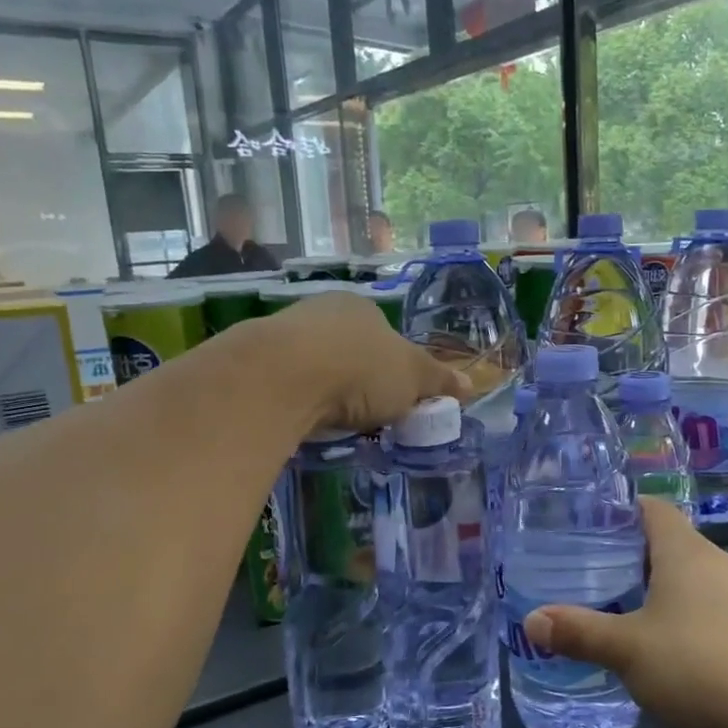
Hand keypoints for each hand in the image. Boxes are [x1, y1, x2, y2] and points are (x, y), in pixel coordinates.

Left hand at [254, 289, 467, 433]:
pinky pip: (289, 381)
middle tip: (368, 413)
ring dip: (327, 389)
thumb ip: (439, 381)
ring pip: (317, 363)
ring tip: (335, 420)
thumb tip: (470, 385)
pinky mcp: (257, 358)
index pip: (386, 335)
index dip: (395, 368)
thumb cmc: (361, 369)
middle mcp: (324, 309)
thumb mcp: (413, 379)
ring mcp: (286, 331)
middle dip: (359, 379)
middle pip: (350, 348)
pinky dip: (300, 398)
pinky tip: (304, 417)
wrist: (284, 376)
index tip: (396, 397)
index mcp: (363, 307)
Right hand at [522, 499, 727, 727]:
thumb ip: (580, 633)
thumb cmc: (701, 664)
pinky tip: (679, 654)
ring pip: (695, 579)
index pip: (652, 508)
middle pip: (672, 545)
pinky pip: (717, 609)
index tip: (591, 527)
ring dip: (664, 592)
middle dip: (635, 559)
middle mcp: (719, 562)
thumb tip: (532, 620)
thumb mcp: (629, 651)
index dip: (622, 511)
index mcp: (685, 551)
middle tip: (596, 578)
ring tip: (629, 617)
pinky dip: (692, 619)